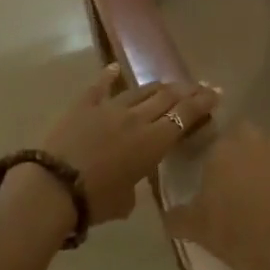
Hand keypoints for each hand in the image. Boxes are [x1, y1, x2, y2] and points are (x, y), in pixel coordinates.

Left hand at [40, 67, 218, 224]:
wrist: (54, 186)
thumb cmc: (95, 201)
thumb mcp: (126, 200)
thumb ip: (135, 185)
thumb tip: (131, 182)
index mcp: (153, 142)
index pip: (184, 115)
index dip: (202, 102)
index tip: (215, 92)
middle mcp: (137, 118)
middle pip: (167, 97)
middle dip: (186, 90)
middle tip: (198, 86)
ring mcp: (109, 107)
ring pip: (140, 91)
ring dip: (157, 86)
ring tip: (167, 84)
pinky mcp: (84, 105)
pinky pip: (99, 86)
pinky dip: (108, 76)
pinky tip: (114, 68)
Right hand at [164, 124, 269, 269]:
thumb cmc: (238, 238)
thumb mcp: (198, 230)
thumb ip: (178, 216)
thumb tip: (165, 213)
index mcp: (222, 150)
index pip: (216, 143)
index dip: (219, 161)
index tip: (220, 182)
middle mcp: (254, 139)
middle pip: (247, 138)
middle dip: (246, 154)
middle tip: (246, 186)